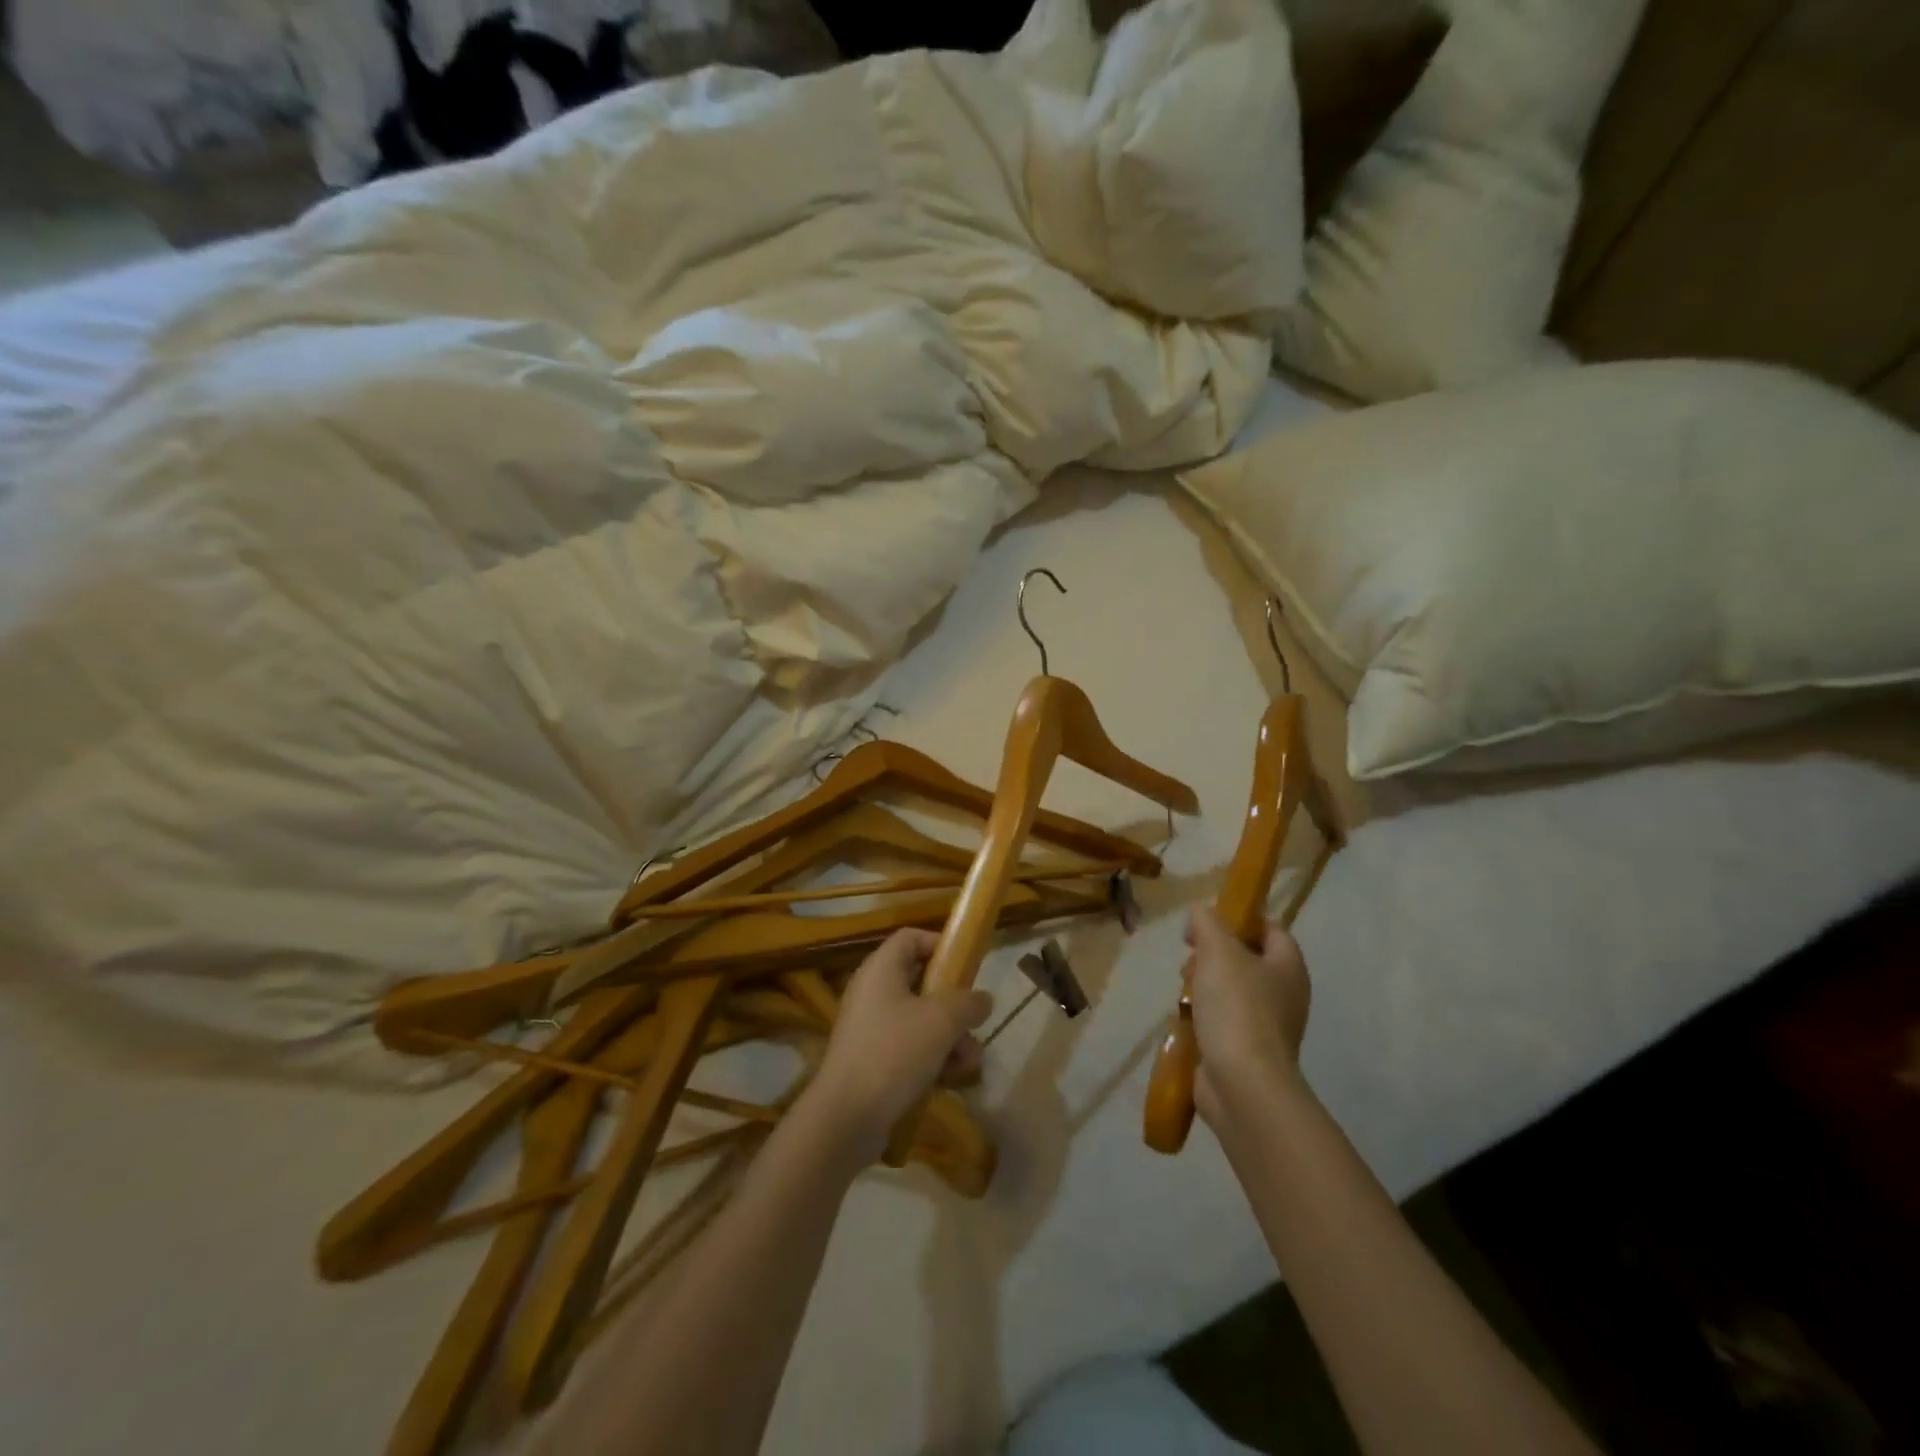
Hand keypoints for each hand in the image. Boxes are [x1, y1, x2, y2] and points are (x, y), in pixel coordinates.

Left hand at [808, 930, 992, 1162]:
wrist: (847, 1118)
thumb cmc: (894, 1052)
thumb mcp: (941, 1020)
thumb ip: (968, 1002)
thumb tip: (983, 999)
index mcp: (881, 969)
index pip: (911, 937)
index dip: (940, 944)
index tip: (967, 965)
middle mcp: (873, 992)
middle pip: (921, 982)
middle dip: (954, 1004)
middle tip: (975, 1021)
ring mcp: (870, 1028)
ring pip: (920, 1019)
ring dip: (950, 1036)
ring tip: (969, 1061)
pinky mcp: (872, 1061)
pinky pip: (909, 1048)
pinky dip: (932, 1058)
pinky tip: (952, 1079)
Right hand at [1185, 905, 1310, 1124]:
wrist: (1243, 1085)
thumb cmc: (1237, 1008)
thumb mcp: (1218, 951)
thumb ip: (1208, 923)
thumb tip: (1201, 912)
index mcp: (1288, 966)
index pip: (1270, 928)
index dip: (1240, 920)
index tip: (1206, 924)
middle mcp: (1284, 993)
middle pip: (1246, 959)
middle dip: (1212, 955)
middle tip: (1190, 959)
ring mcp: (1267, 1025)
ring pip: (1230, 990)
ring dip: (1203, 986)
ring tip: (1183, 992)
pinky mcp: (1246, 1050)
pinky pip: (1222, 1021)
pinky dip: (1203, 1017)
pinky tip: (1184, 1020)